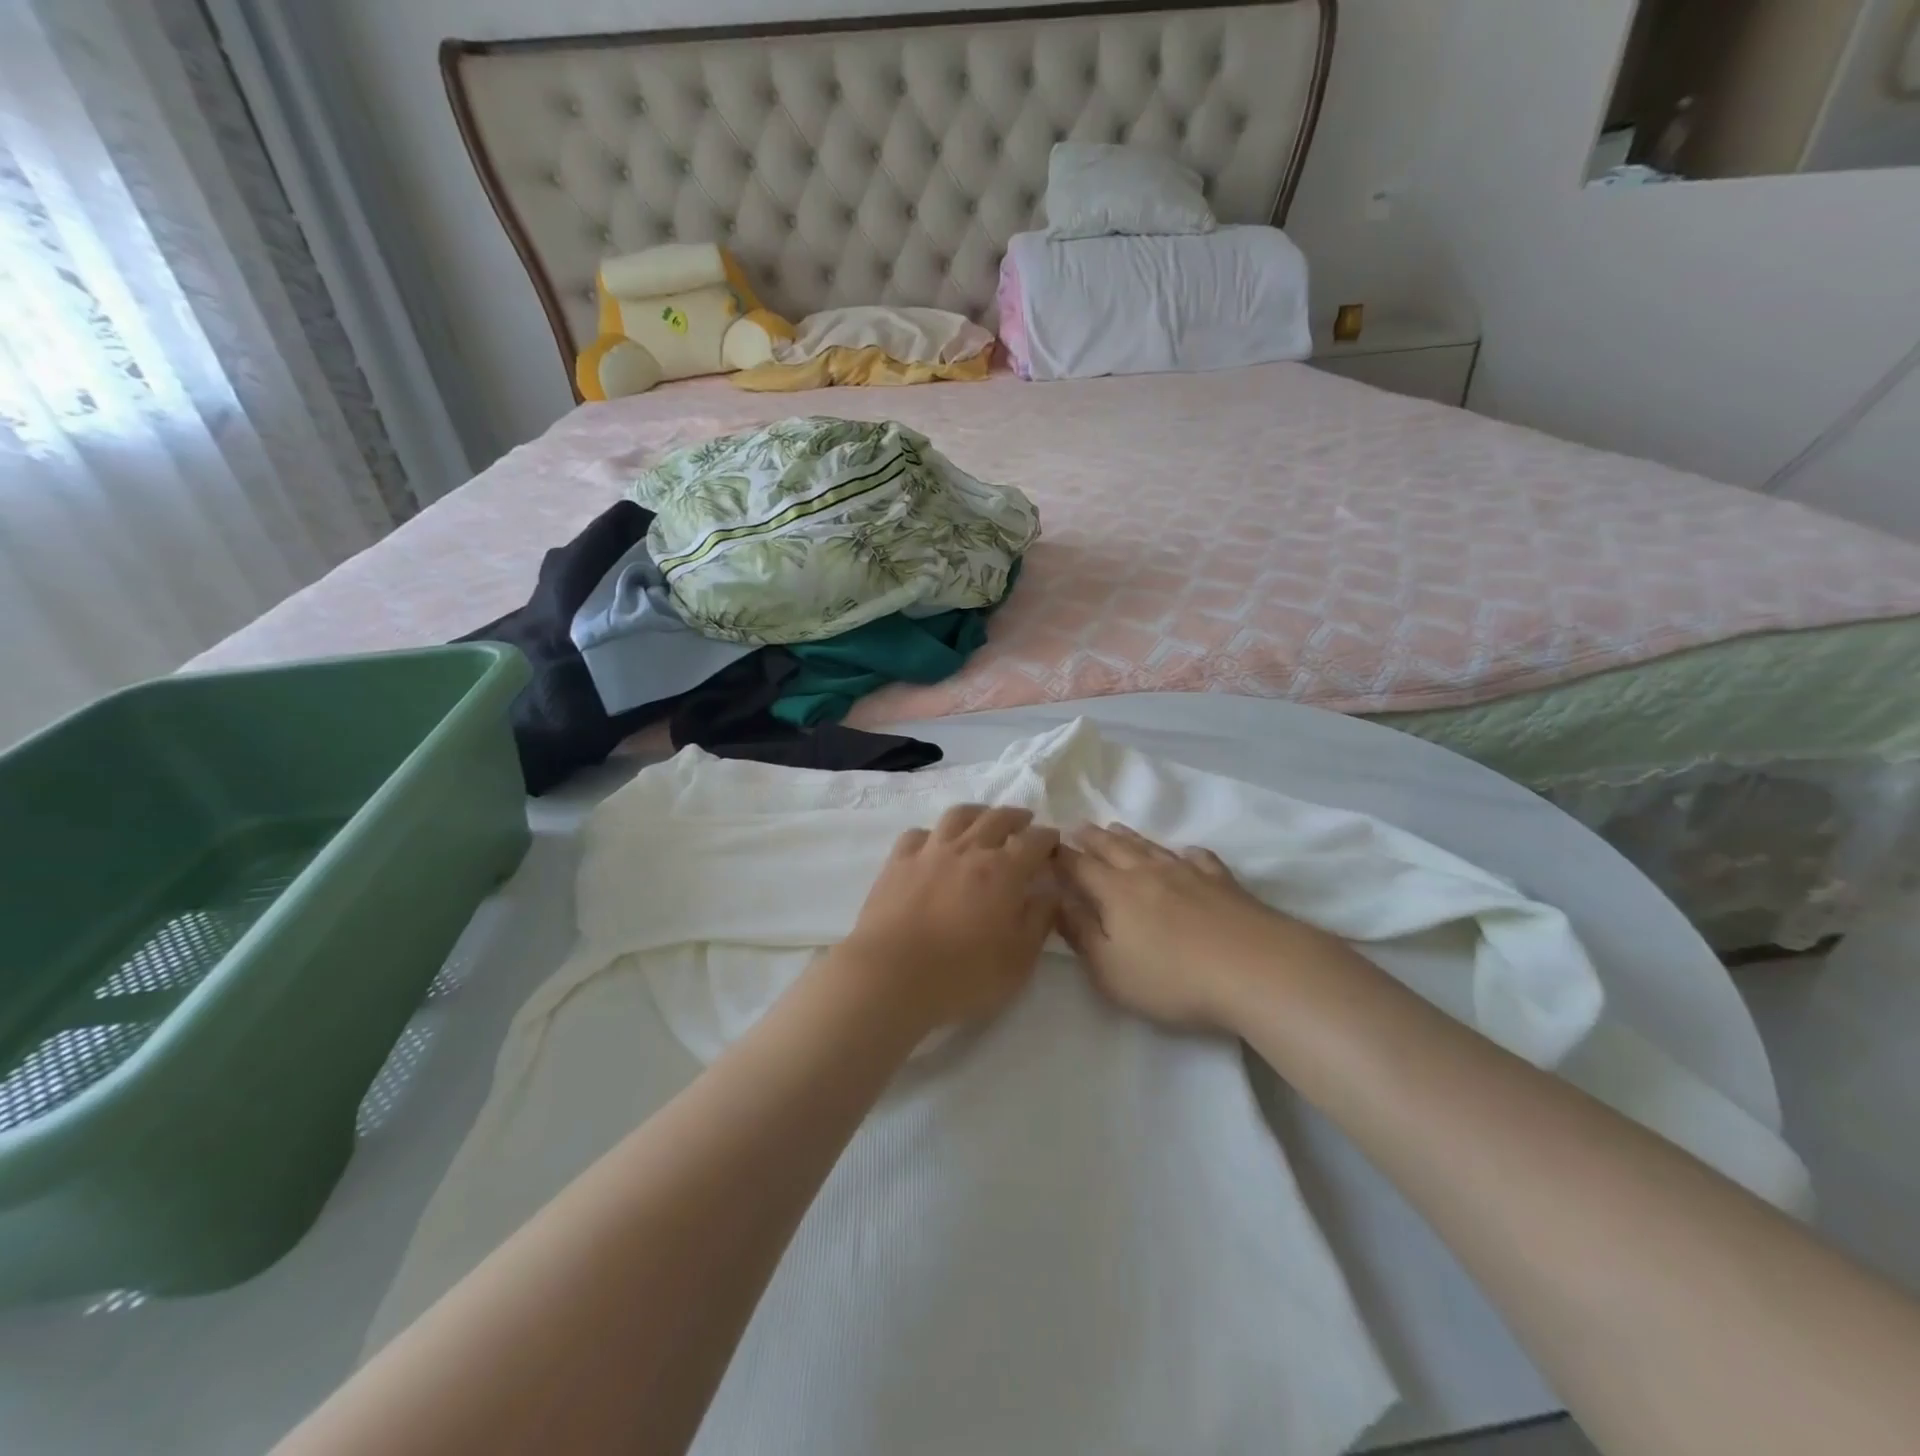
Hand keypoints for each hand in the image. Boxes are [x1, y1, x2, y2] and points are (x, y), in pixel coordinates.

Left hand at [835, 805, 1059, 1033]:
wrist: (892, 975)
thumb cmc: (964, 974)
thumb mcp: (1019, 959)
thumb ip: (1039, 920)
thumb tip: (1051, 892)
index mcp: (1004, 871)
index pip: (1034, 841)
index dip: (1048, 837)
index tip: (1054, 841)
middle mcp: (969, 850)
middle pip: (997, 818)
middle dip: (1016, 817)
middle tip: (1025, 821)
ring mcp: (930, 852)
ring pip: (958, 816)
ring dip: (977, 813)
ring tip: (983, 819)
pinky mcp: (898, 862)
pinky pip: (918, 834)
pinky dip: (933, 833)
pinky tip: (934, 843)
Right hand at [1057, 824, 1350, 1033]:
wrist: (1255, 969)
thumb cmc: (1172, 978)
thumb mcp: (1110, 970)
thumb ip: (1081, 933)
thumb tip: (1057, 901)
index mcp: (1115, 892)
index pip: (1079, 867)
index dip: (1060, 856)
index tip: (1046, 846)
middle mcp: (1147, 873)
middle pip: (1113, 848)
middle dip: (1091, 838)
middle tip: (1077, 826)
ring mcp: (1188, 873)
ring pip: (1151, 847)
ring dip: (1129, 837)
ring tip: (1115, 828)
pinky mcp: (1223, 882)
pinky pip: (1198, 859)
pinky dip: (1185, 853)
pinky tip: (1186, 853)